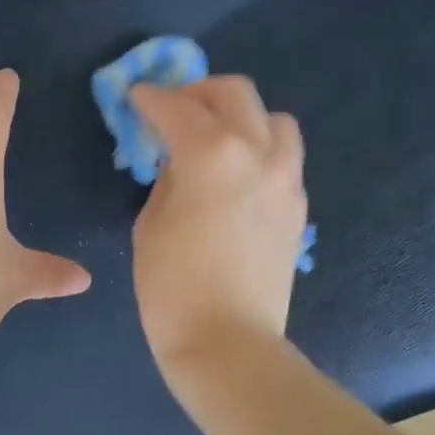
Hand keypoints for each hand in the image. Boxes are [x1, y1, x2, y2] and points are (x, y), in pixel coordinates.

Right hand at [129, 77, 308, 367]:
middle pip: (235, 92)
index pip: (177, 106)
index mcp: (213, 153)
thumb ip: (168, 177)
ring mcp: (287, 178)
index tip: (136, 98)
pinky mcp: (298, 206)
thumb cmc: (172, 287)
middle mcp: (258, 152)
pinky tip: (237, 176)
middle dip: (198, 92)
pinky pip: (284, 157)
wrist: (227, 341)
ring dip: (241, 117)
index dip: (150, 98)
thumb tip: (180, 161)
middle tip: (174, 110)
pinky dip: (260, 151)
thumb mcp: (151, 223)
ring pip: (273, 119)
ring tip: (216, 139)